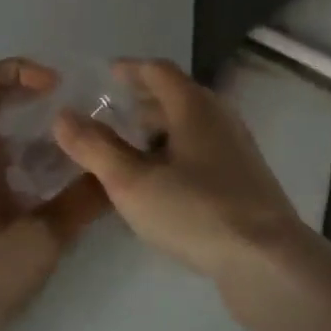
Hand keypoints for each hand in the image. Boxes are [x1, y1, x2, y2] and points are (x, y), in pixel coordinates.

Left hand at [0, 59, 108, 330]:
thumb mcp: (41, 242)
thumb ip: (81, 203)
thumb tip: (114, 173)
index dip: (16, 69)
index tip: (55, 88)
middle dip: (8, 87)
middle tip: (47, 103)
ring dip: (6, 119)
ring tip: (50, 140)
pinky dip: (5, 150)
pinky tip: (38, 180)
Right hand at [51, 59, 304, 284]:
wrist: (268, 260)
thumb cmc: (196, 211)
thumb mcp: (133, 182)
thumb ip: (95, 147)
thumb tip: (63, 115)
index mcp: (194, 105)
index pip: (157, 70)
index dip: (128, 69)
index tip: (103, 75)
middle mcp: (219, 116)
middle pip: (175, 96)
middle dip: (140, 102)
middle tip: (107, 116)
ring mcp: (236, 147)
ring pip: (189, 126)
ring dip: (158, 130)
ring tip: (127, 150)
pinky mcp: (244, 178)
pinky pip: (201, 150)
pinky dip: (175, 152)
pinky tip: (160, 182)